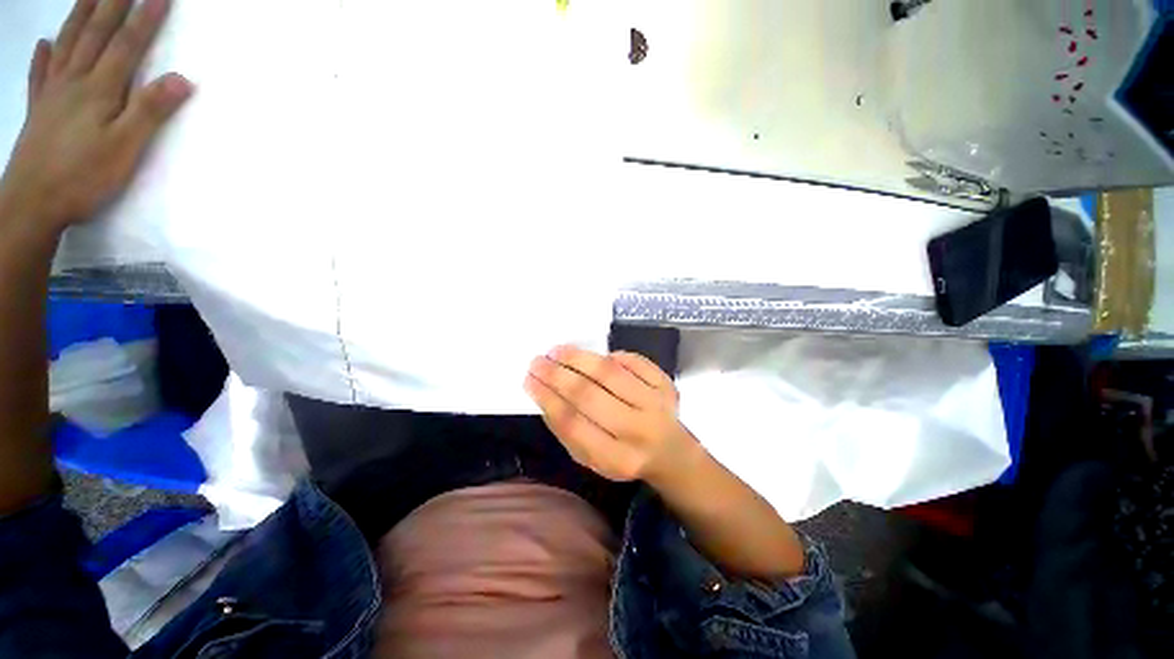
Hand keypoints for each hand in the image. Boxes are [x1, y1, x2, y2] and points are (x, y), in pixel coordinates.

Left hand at [0, 0, 191, 233]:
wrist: (31, 204)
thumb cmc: (83, 177)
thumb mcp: (125, 148)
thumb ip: (150, 111)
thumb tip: (182, 78)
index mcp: (99, 89)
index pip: (127, 45)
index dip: (145, 18)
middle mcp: (74, 81)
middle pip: (95, 35)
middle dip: (111, 4)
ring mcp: (52, 93)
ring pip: (67, 44)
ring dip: (79, 16)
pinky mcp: (38, 110)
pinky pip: (39, 74)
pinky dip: (43, 55)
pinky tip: (45, 42)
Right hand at [525, 345, 700, 483]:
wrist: (670, 453)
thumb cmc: (624, 455)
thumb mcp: (592, 458)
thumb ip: (568, 432)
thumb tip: (545, 394)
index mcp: (616, 458)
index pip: (573, 423)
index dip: (548, 399)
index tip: (529, 380)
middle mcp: (638, 430)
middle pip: (590, 395)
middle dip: (558, 376)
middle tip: (538, 362)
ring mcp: (656, 403)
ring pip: (610, 374)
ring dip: (579, 359)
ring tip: (557, 351)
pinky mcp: (666, 384)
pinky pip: (635, 362)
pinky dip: (613, 356)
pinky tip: (595, 356)